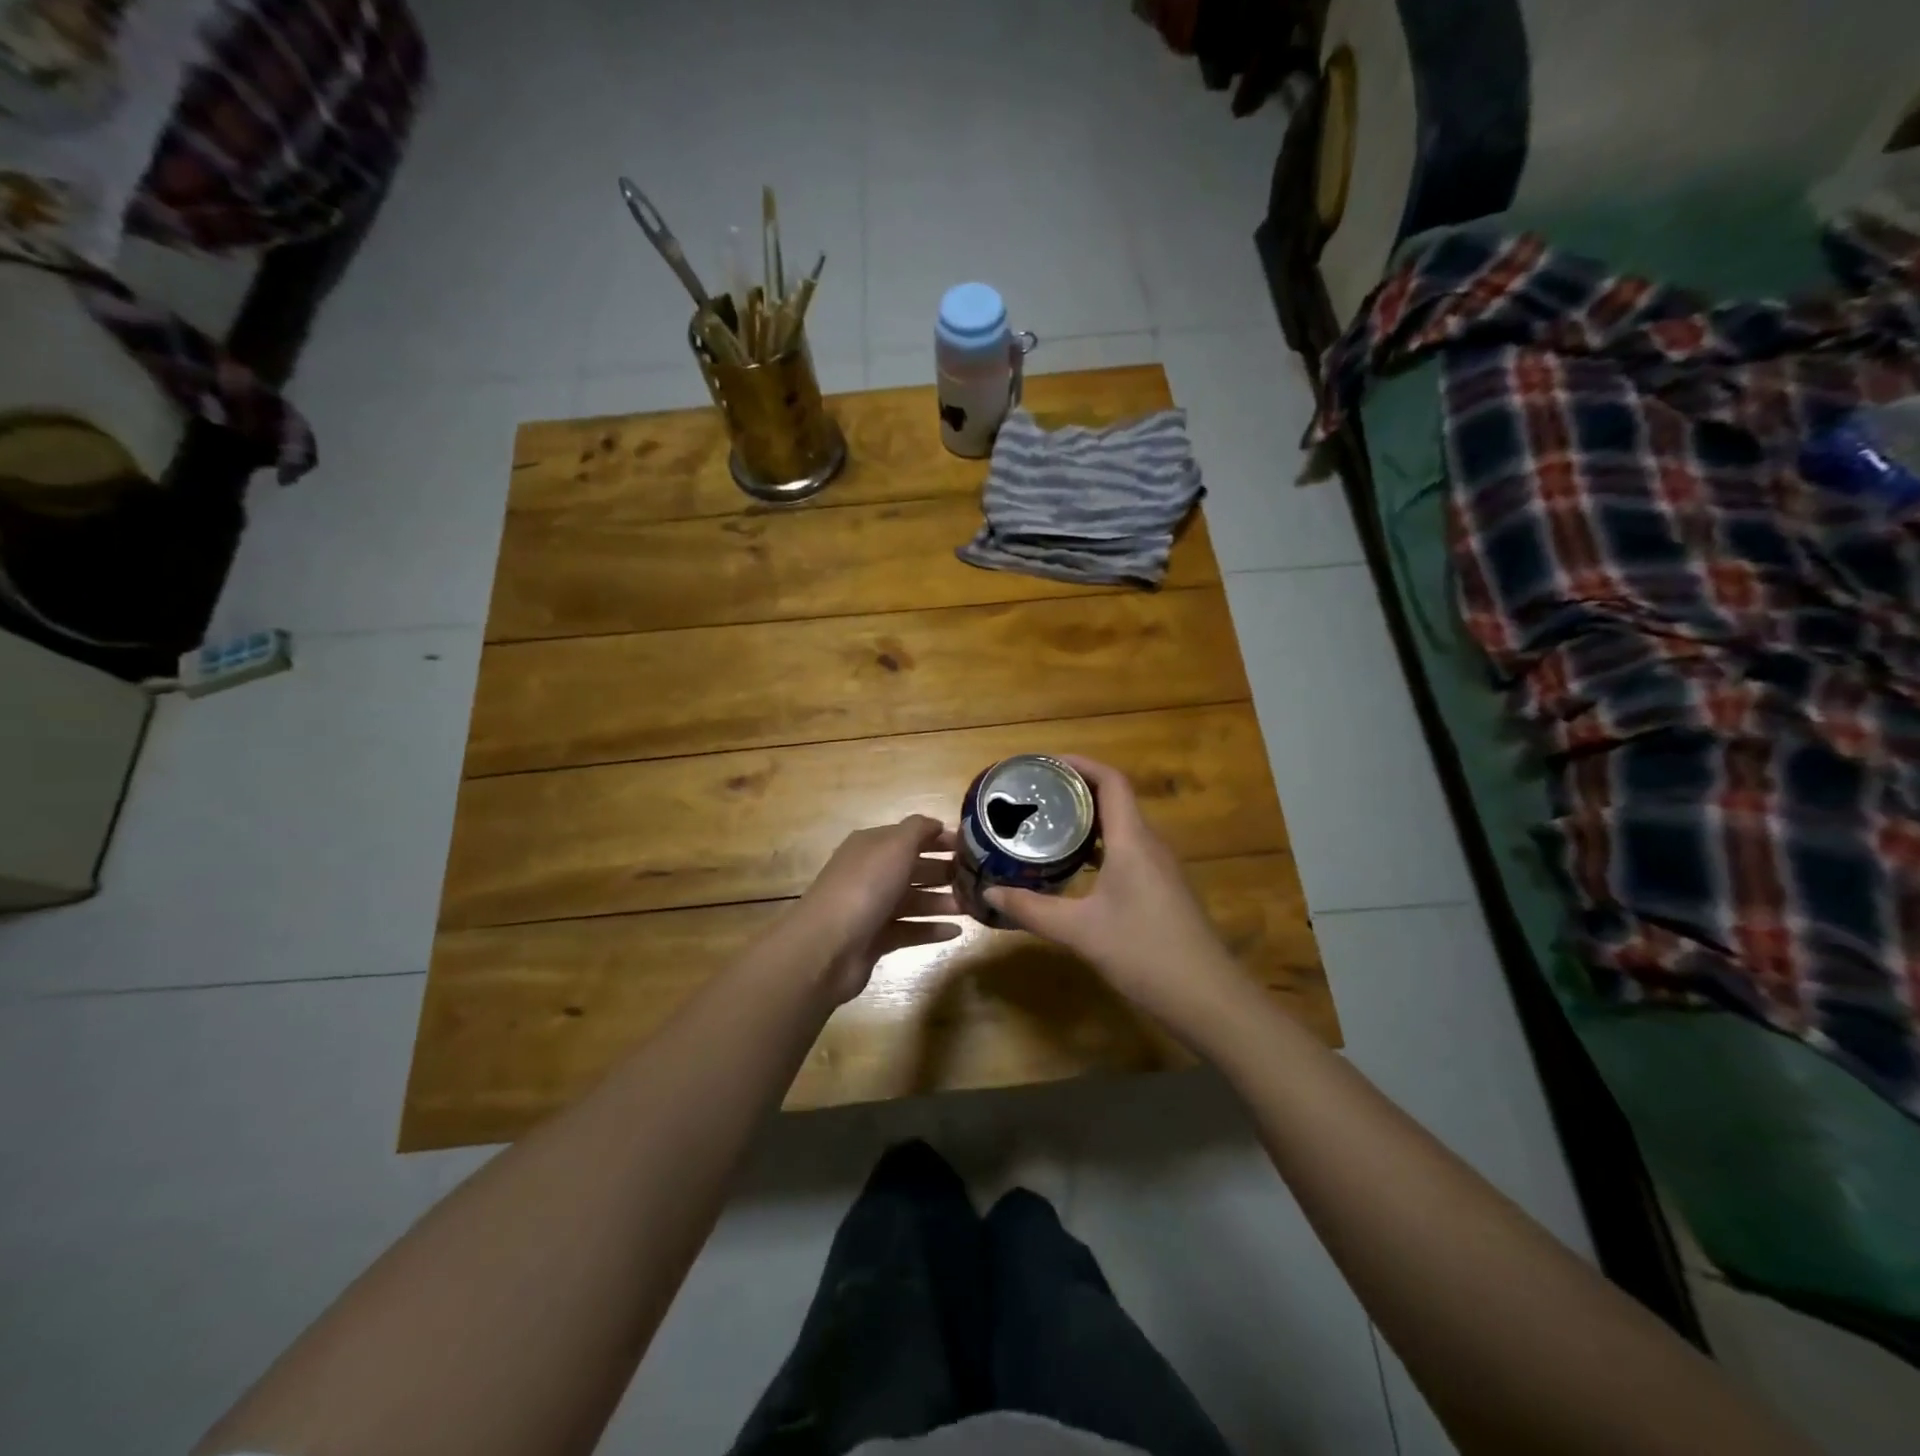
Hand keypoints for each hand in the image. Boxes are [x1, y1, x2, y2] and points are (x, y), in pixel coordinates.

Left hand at [791, 816, 960, 1005]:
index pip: (909, 836)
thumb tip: (936, 824)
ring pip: (913, 901)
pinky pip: (909, 930)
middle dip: (943, 871)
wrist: (827, 946)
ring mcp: (871, 908)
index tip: (971, 847)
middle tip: (977, 878)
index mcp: (871, 846)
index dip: (938, 839)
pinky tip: (956, 932)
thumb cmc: (865, 887)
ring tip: (972, 907)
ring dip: (942, 902)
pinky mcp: (875, 939)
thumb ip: (918, 830)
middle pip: (912, 868)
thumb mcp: (895, 845)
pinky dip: (931, 930)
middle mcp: (870, 873)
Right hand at [985, 758, 1244, 1033]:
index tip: (1044, 765)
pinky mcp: (1163, 890)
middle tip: (1035, 796)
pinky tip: (1075, 868)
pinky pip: (1128, 851)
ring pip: (1121, 827)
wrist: (1208, 998)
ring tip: (1047, 825)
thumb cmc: (1144, 953)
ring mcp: (1160, 868)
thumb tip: (990, 894)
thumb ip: (1033, 910)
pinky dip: (1099, 847)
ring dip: (1087, 820)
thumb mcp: (1080, 931)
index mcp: (1133, 841)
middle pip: (1115, 799)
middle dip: (1075, 791)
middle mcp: (1150, 845)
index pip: (1111, 781)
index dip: (1079, 764)